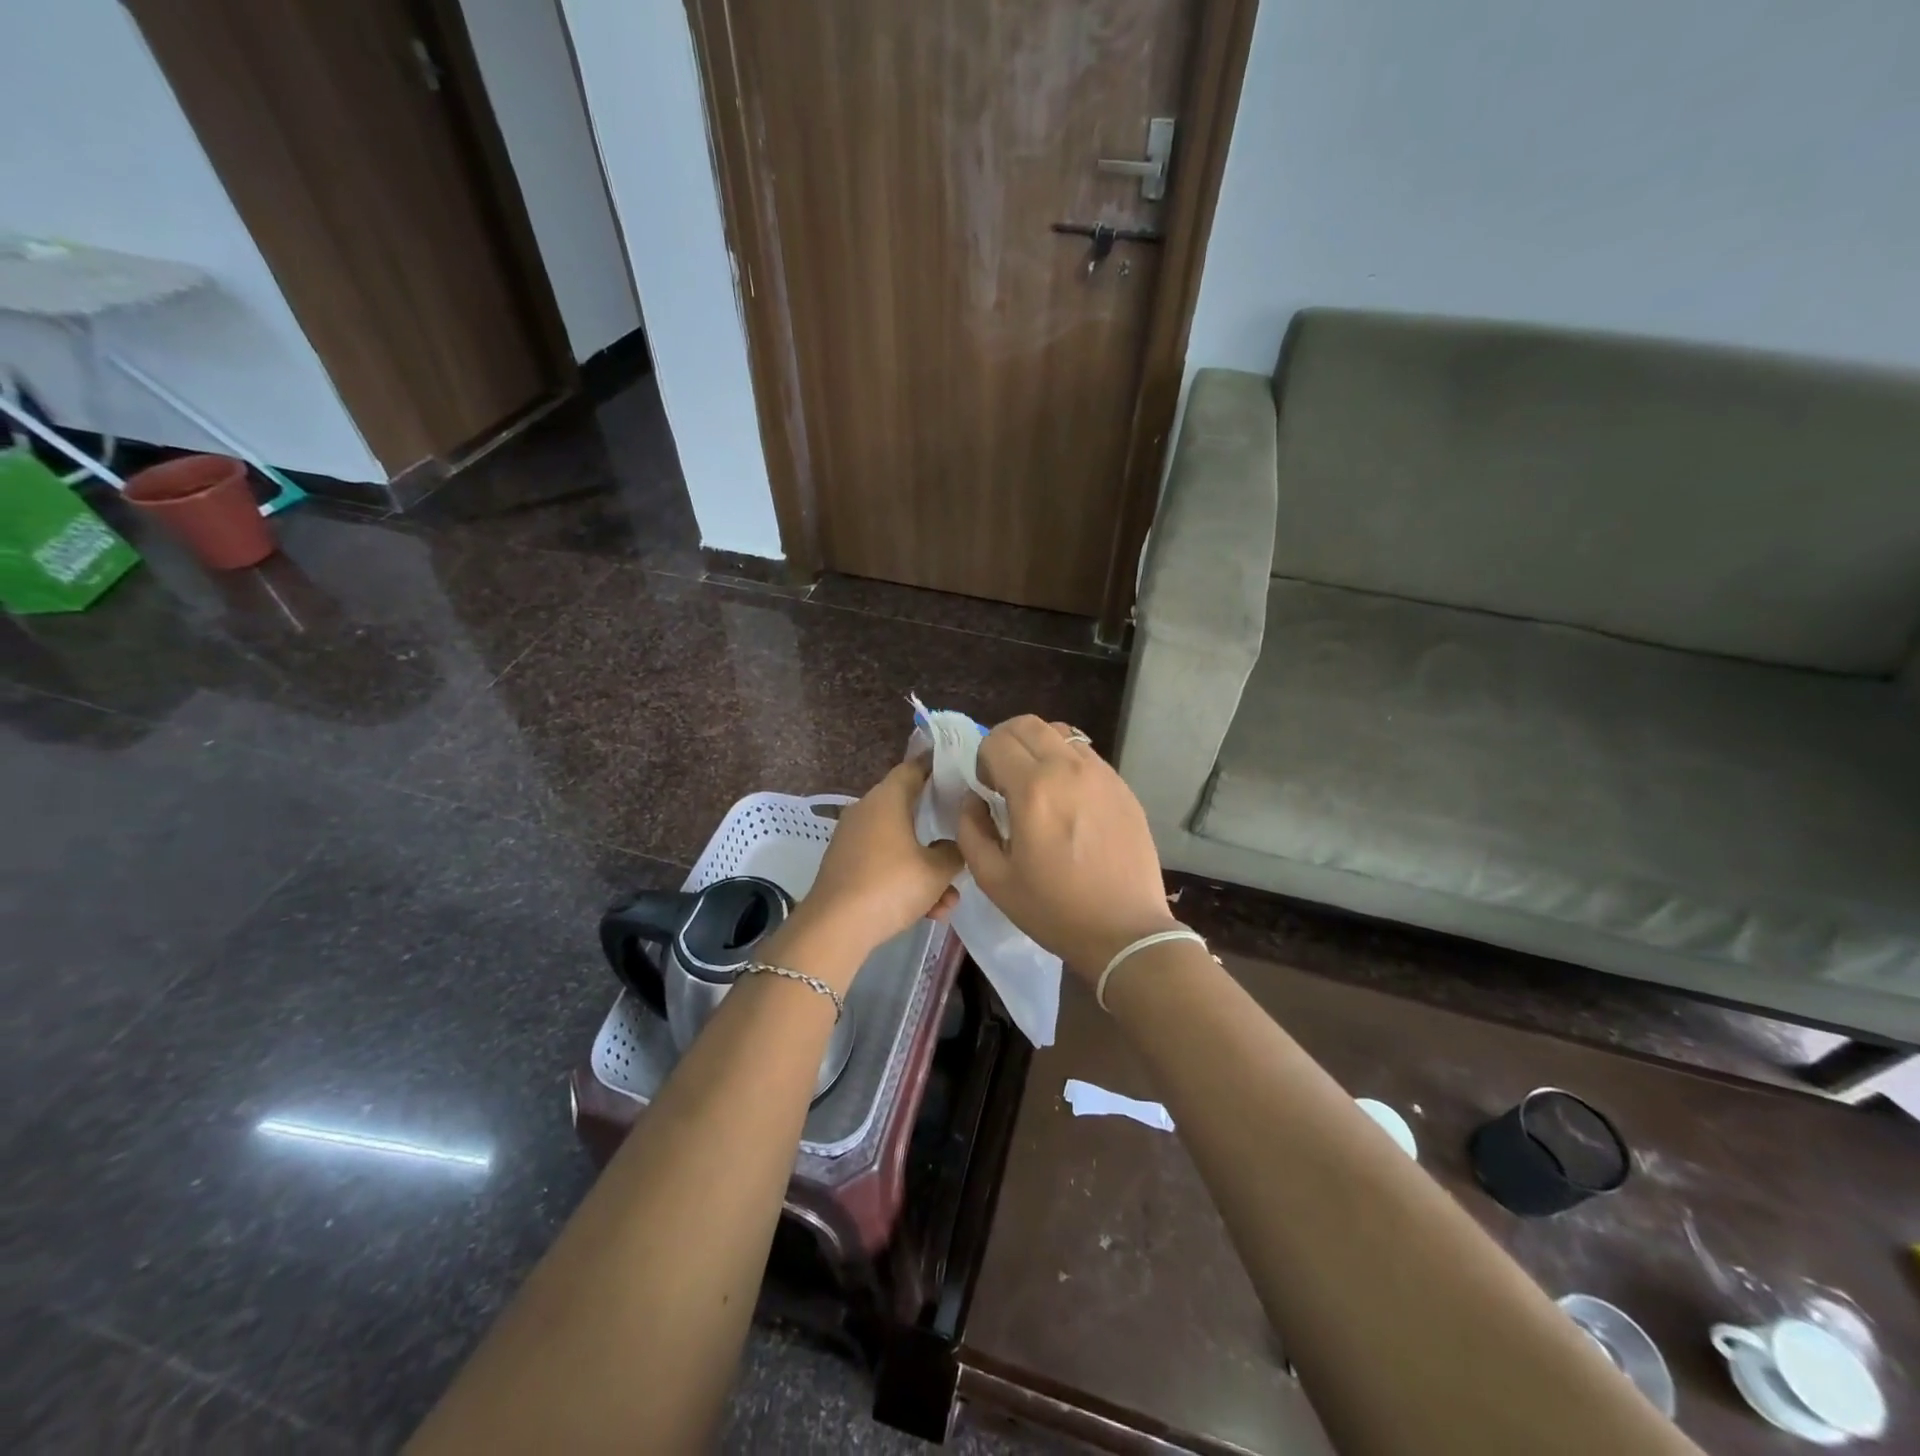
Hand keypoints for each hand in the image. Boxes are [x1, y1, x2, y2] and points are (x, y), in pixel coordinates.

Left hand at [768, 761, 960, 991]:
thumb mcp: (937, 870)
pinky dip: (905, 882)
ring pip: (899, 844)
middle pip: (908, 808)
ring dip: (926, 867)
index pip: (913, 768)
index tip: (959, 769)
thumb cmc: (891, 885)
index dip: (936, 766)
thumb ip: (955, 851)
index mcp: (887, 799)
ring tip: (948, 899)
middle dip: (937, 827)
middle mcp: (866, 811)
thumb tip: (954, 845)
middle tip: (964, 834)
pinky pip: (883, 865)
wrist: (836, 928)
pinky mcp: (845, 866)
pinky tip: (928, 912)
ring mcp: (852, 840)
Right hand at [957, 716, 1179, 979]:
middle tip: (1005, 779)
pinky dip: (1067, 762)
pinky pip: (1086, 755)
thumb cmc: (1054, 910)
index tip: (987, 790)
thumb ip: (970, 830)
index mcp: (1033, 789)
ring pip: (1060, 733)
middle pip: (1028, 724)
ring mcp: (1102, 774)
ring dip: (1038, 748)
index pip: (996, 740)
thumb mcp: (994, 879)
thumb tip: (974, 800)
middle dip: (1006, 742)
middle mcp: (1068, 769)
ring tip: (1038, 786)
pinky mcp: (1123, 786)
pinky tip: (1068, 800)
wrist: (1125, 931)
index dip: (982, 760)